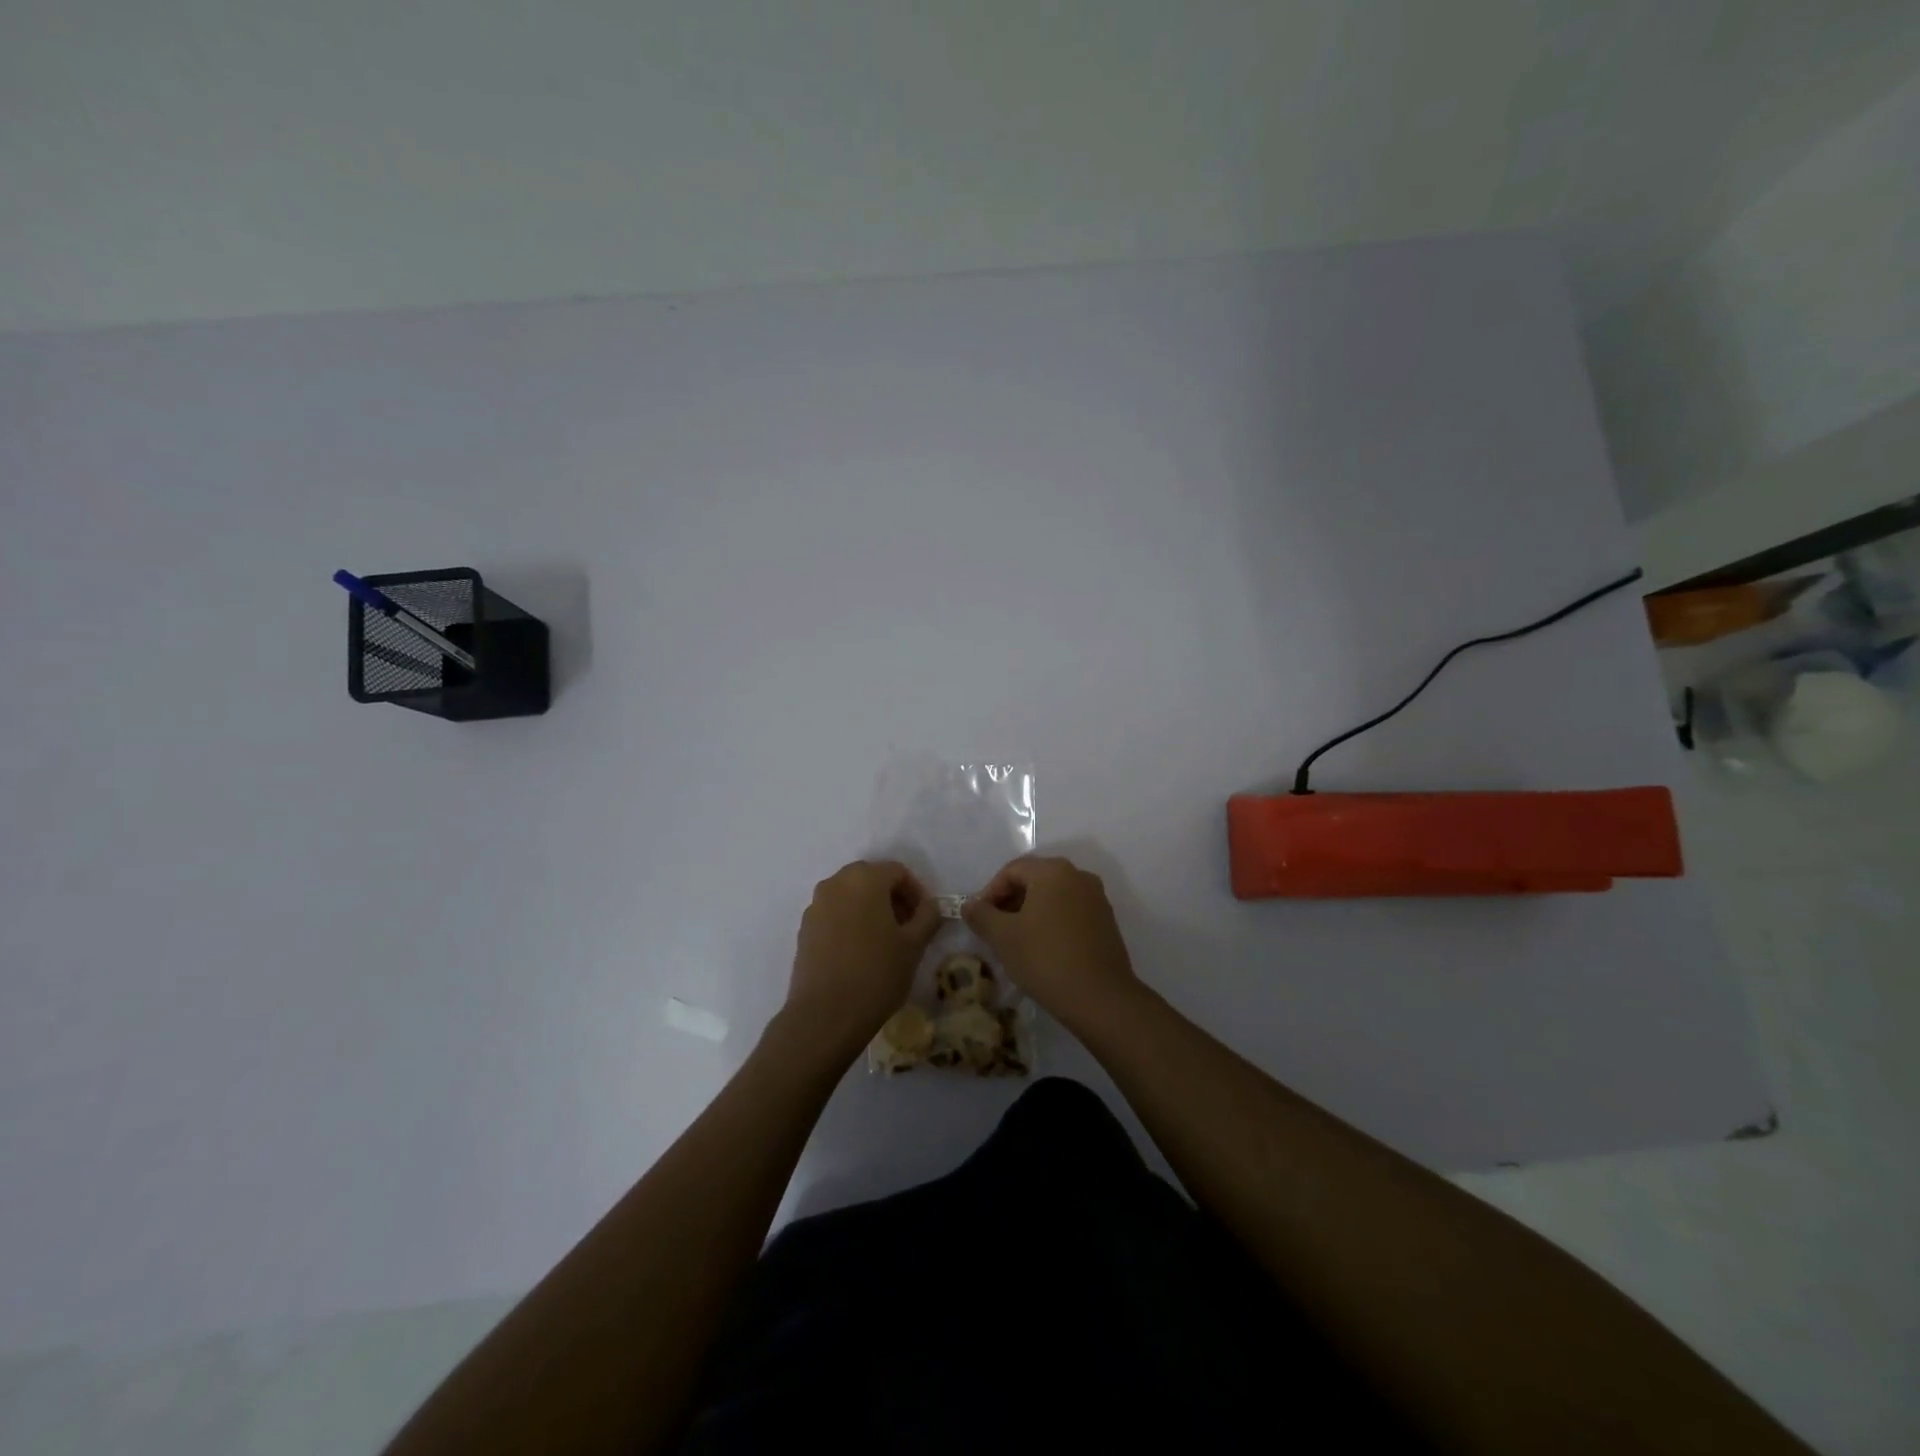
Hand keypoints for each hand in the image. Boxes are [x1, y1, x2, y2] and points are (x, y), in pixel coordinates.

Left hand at [785, 860, 941, 1055]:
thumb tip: (929, 905)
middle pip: (871, 879)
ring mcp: (815, 906)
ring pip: (850, 896)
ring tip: (885, 941)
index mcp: (864, 879)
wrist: (825, 1016)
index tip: (925, 918)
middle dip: (892, 898)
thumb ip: (927, 916)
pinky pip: (834, 914)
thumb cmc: (876, 974)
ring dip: (871, 909)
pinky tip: (860, 952)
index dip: (916, 892)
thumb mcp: (914, 945)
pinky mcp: (804, 929)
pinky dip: (850, 922)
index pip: (897, 872)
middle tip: (908, 927)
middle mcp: (835, 883)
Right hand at [964, 855, 1140, 1029]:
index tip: (979, 920)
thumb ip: (981, 915)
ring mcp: (1097, 898)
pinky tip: (1043, 950)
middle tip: (995, 930)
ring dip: (1030, 913)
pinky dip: (1052, 923)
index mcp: (1053, 871)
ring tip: (1016, 942)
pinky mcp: (1106, 921)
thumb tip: (969, 905)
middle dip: (1010, 902)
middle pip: (1034, 880)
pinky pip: (1071, 912)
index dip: (989, 892)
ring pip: (1053, 897)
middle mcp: (1078, 876)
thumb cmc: (1045, 959)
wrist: (1101, 998)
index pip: (1011, 870)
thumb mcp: (1003, 937)